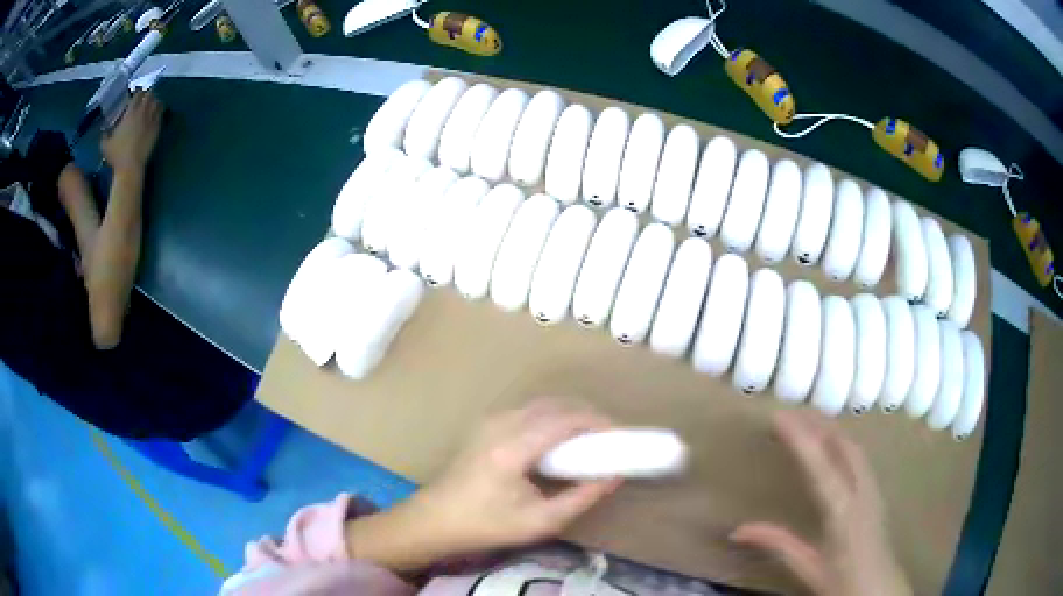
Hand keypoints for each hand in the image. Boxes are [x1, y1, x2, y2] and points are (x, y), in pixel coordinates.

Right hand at [100, 91, 162, 173]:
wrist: (130, 167)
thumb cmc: (116, 155)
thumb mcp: (105, 144)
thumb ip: (104, 134)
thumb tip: (104, 131)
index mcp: (130, 112)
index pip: (138, 94)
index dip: (137, 93)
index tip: (134, 97)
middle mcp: (142, 112)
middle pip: (149, 95)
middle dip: (147, 95)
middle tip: (143, 100)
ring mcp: (151, 119)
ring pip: (157, 102)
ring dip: (154, 102)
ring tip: (150, 106)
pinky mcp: (157, 128)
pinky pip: (161, 114)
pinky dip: (159, 111)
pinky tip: (155, 115)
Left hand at [345, 400, 621, 571]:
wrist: (436, 519)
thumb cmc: (487, 524)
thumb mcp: (540, 521)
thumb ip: (581, 497)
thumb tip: (613, 476)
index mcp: (514, 447)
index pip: (566, 420)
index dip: (598, 423)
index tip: (621, 436)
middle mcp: (502, 423)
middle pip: (555, 405)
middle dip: (587, 416)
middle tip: (609, 439)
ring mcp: (491, 420)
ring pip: (542, 404)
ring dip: (569, 415)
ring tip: (589, 440)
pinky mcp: (486, 424)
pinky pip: (528, 411)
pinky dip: (551, 418)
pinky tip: (558, 441)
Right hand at [730, 411, 911, 595]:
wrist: (881, 589)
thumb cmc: (843, 582)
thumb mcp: (808, 568)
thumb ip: (778, 545)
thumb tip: (737, 531)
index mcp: (843, 513)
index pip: (820, 467)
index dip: (800, 440)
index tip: (779, 417)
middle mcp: (862, 493)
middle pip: (843, 447)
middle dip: (818, 426)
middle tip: (792, 412)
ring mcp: (873, 490)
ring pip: (854, 449)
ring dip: (832, 431)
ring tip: (810, 421)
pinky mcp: (877, 494)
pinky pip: (860, 459)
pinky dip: (844, 443)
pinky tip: (836, 445)